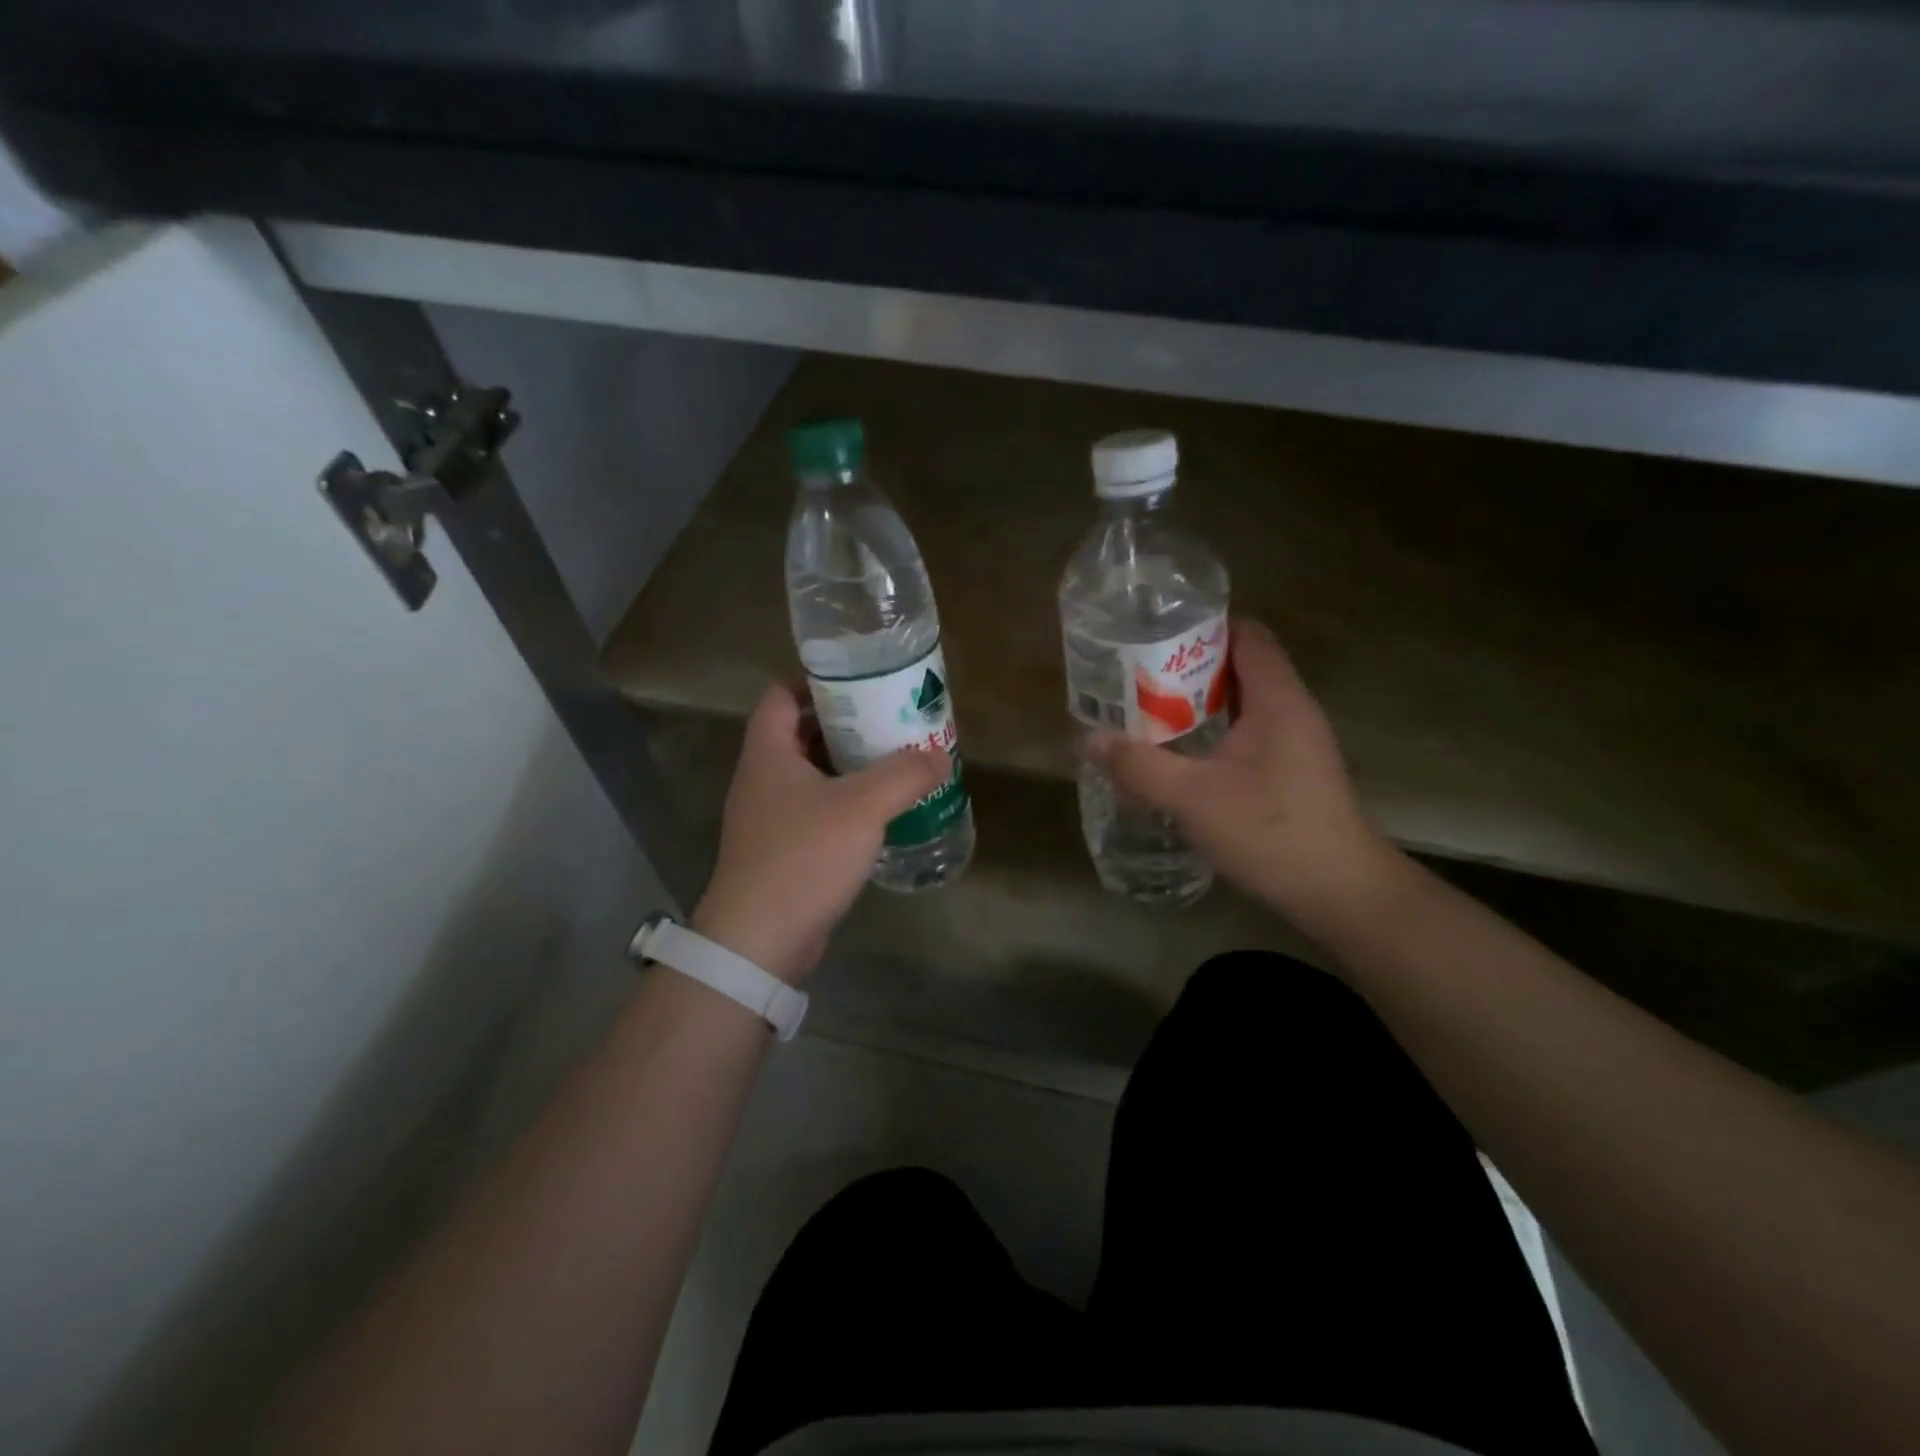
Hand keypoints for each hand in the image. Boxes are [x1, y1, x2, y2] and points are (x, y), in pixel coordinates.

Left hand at [692, 683, 949, 984]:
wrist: (759, 939)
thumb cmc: (804, 856)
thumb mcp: (863, 807)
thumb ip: (905, 775)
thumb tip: (940, 757)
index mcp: (768, 753)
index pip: (780, 695)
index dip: (814, 681)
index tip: (858, 682)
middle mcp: (761, 779)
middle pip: (799, 733)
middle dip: (843, 723)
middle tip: (888, 720)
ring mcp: (768, 817)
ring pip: (809, 774)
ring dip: (847, 765)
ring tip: (892, 761)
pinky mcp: (780, 849)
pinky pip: (814, 810)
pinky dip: (843, 802)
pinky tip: (878, 812)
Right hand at [1090, 619, 1393, 924]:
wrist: (1341, 893)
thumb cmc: (1271, 831)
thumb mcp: (1192, 798)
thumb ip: (1139, 766)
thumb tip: (1090, 740)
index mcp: (1276, 699)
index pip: (1246, 635)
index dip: (1203, 626)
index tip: (1154, 634)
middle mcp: (1292, 710)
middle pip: (1240, 666)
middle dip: (1188, 667)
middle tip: (1137, 675)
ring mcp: (1296, 743)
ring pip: (1242, 704)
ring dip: (1199, 704)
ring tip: (1149, 710)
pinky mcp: (1293, 772)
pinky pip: (1248, 734)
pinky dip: (1214, 732)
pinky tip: (1182, 755)